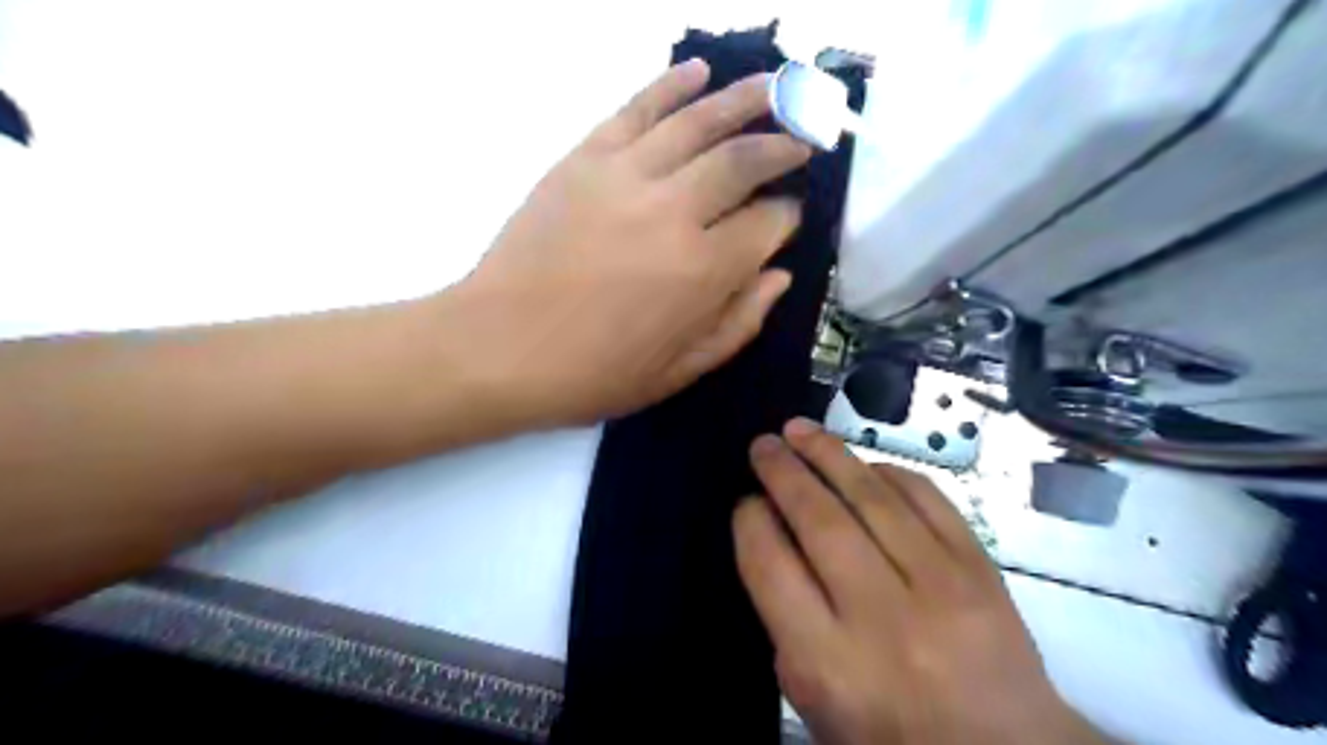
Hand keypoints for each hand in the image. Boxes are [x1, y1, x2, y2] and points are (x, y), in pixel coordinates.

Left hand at [446, 59, 807, 423]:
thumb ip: (739, 324)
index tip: (789, 217)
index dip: (787, 218)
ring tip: (775, 87)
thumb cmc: (593, 373)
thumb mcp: (679, 371)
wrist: (498, 347)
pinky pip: (636, 109)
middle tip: (802, 142)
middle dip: (783, 147)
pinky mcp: (583, 159)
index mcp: (703, 272)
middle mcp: (674, 212)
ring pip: (698, 121)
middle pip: (745, 160)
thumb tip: (779, 276)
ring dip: (745, 99)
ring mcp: (625, 176)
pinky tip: (697, 72)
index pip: (768, 224)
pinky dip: (670, 86)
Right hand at [737, 420, 1112, 744]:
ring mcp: (939, 587)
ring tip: (800, 430)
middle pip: (820, 520)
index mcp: (829, 662)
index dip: (750, 521)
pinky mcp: (980, 568)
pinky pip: (928, 499)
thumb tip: (772, 537)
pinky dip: (890, 472)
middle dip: (783, 472)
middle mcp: (882, 617)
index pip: (771, 566)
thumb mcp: (815, 698)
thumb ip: (786, 620)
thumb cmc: (892, 732)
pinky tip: (864, 463)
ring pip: (872, 498)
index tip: (746, 501)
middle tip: (763, 444)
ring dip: (829, 454)